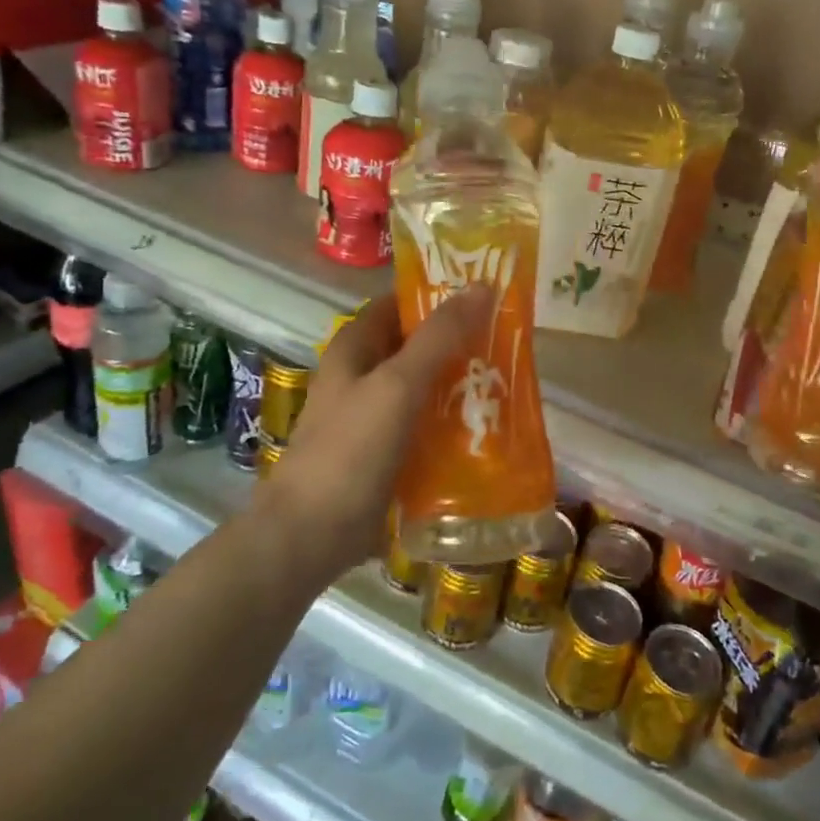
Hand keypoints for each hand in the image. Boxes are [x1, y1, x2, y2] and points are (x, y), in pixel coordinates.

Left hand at [271, 288, 492, 575]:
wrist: (312, 534)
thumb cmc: (351, 449)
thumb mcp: (398, 384)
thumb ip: (439, 337)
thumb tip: (480, 286)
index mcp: (354, 347)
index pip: (399, 303)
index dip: (437, 295)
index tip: (485, 296)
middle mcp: (361, 375)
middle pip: (415, 345)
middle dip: (457, 342)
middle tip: (507, 340)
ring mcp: (372, 415)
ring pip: (423, 386)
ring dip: (458, 383)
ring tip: (507, 380)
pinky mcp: (384, 452)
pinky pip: (424, 425)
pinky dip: (450, 421)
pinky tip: (485, 426)